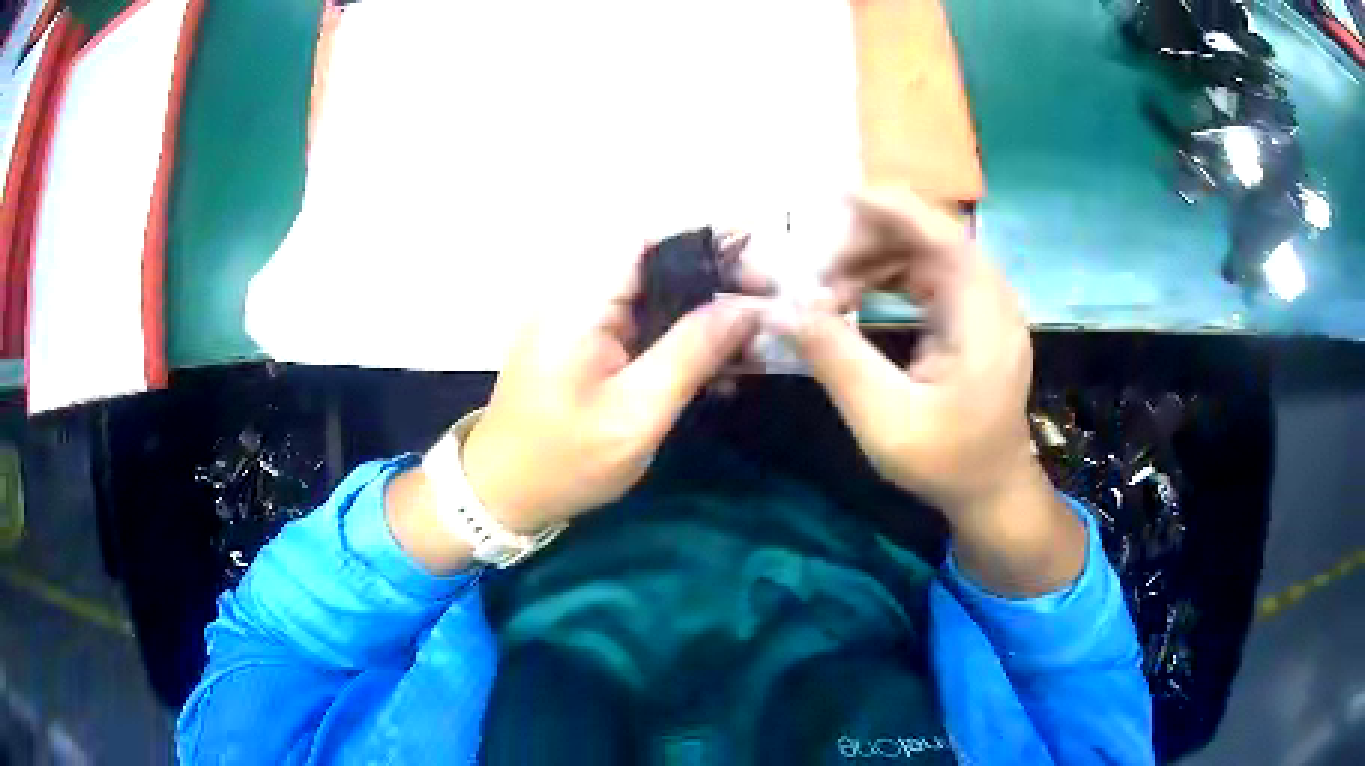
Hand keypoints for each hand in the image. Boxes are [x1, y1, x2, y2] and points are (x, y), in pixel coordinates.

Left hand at [460, 239, 763, 533]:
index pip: (648, 240)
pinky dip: (684, 342)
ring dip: (706, 315)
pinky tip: (721, 370)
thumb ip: (691, 353)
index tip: (757, 258)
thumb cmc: (564, 459)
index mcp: (583, 301)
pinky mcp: (592, 348)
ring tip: (756, 341)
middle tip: (768, 306)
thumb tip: (746, 308)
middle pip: (658, 266)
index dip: (704, 240)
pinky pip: (646, 329)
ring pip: (658, 299)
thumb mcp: (636, 413)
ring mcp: (586, 323)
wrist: (505, 492)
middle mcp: (583, 298)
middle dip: (717, 281)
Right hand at [775, 191, 1082, 594]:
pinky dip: (888, 276)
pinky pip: (929, 274)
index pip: (941, 236)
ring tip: (828, 290)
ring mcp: (985, 305)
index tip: (835, 199)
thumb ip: (835, 358)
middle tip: (817, 269)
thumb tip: (779, 309)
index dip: (890, 209)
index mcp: (982, 318)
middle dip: (869, 238)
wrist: (991, 489)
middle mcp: (991, 298)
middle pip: (930, 236)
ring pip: (927, 251)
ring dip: (874, 258)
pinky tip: (855, 298)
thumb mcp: (883, 419)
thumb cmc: (945, 462)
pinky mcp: (974, 315)